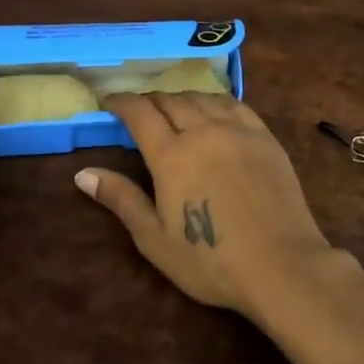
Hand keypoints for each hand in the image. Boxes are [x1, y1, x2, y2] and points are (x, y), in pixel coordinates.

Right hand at [75, 93, 332, 319]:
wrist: (281, 265)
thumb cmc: (211, 260)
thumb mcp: (155, 239)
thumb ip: (121, 199)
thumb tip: (83, 174)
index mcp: (171, 155)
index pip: (140, 113)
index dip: (121, 102)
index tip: (108, 101)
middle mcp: (203, 131)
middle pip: (170, 101)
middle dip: (149, 100)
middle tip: (139, 110)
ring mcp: (238, 130)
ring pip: (202, 98)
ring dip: (181, 98)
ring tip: (173, 108)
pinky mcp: (265, 137)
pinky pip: (234, 104)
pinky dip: (215, 101)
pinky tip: (213, 110)